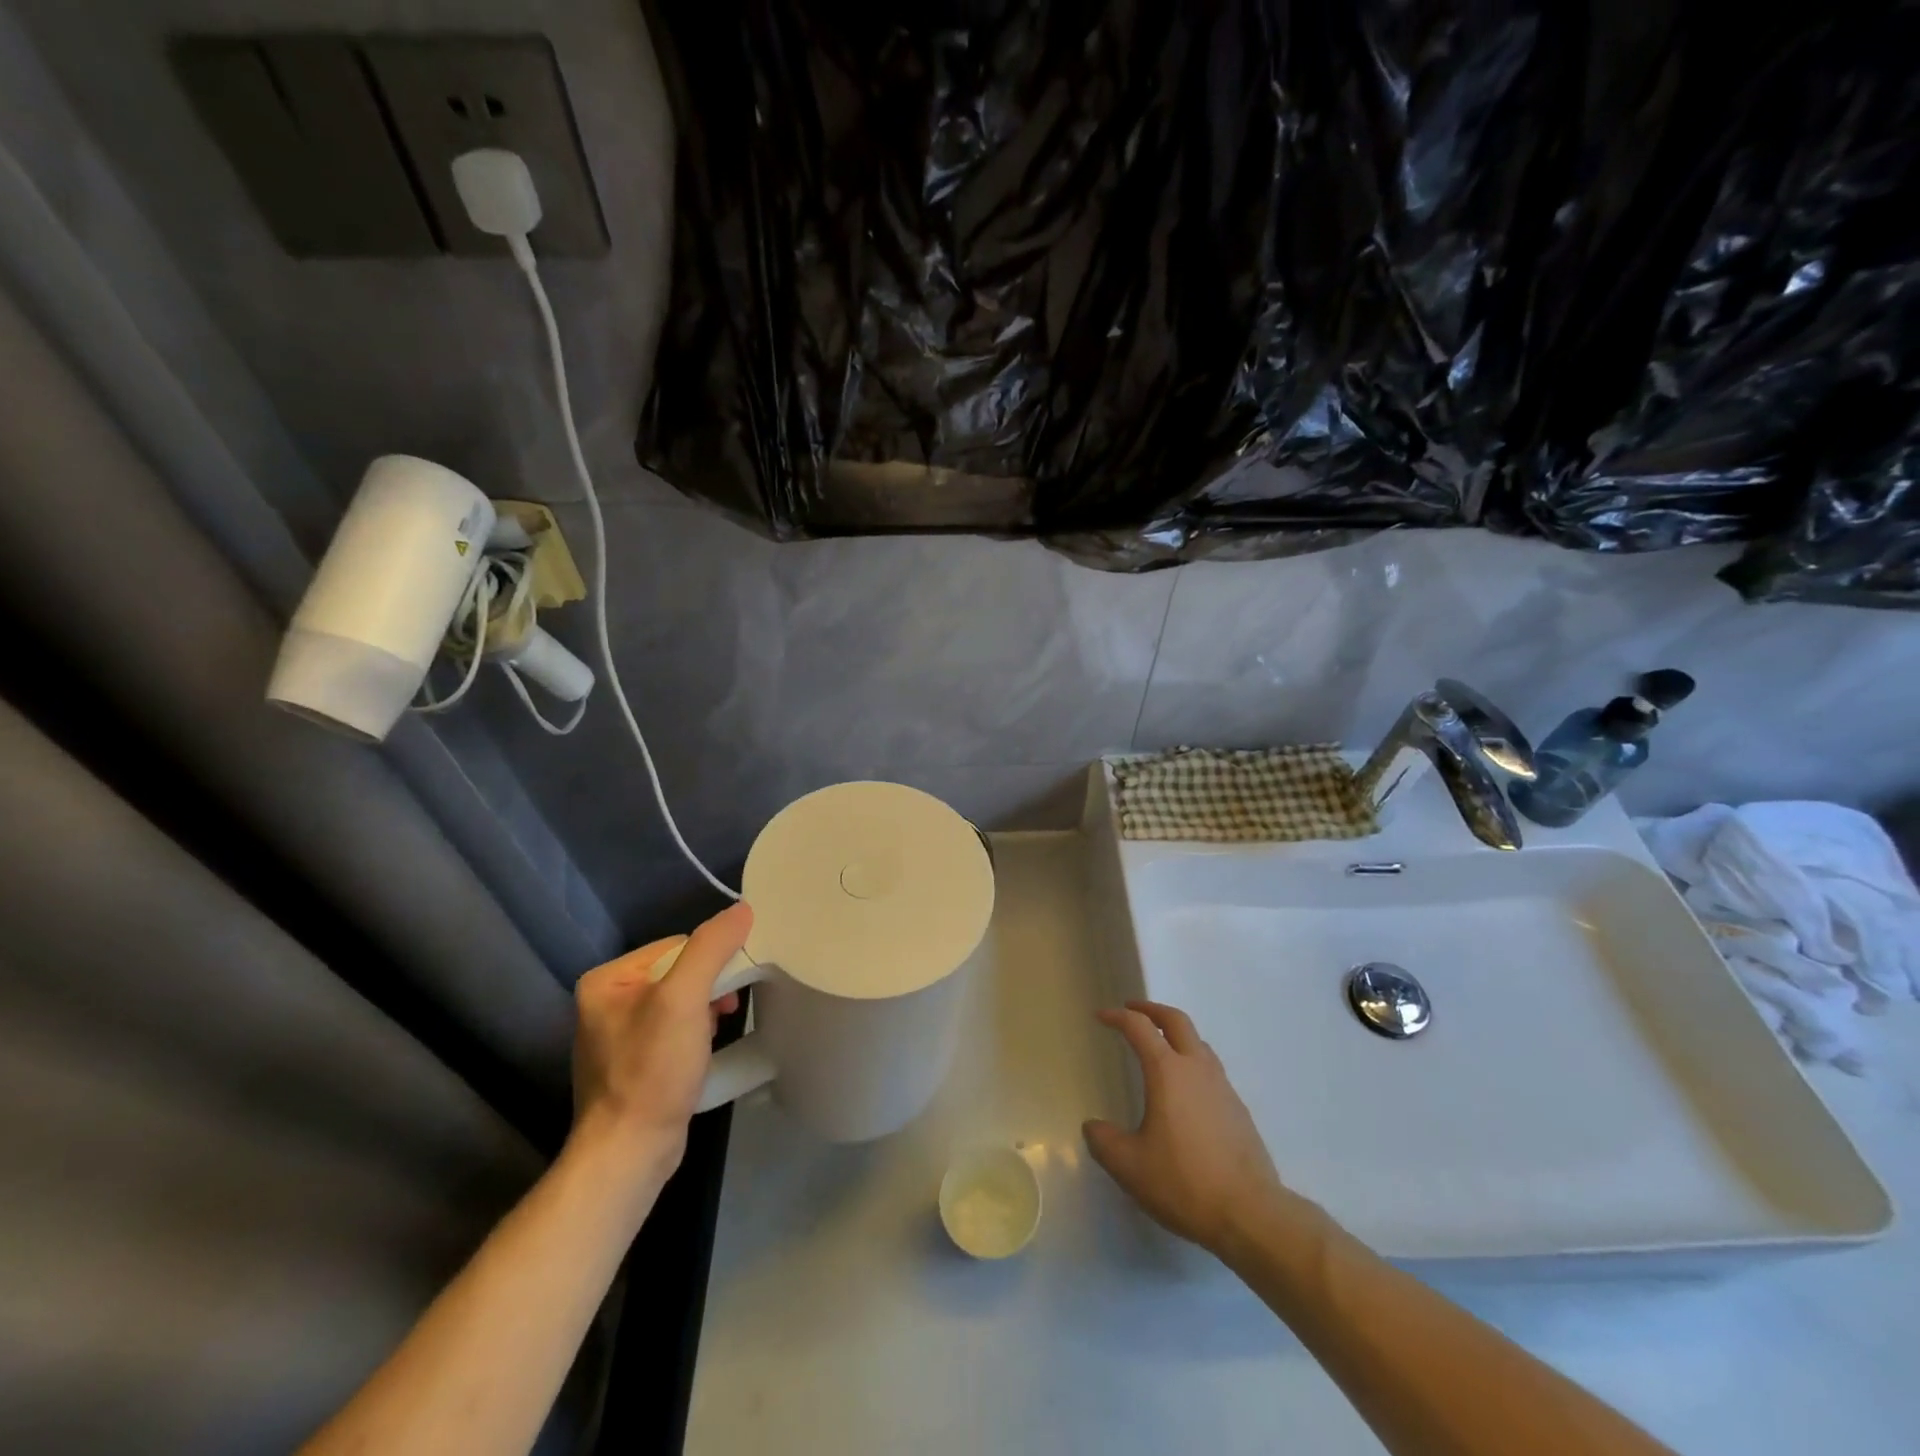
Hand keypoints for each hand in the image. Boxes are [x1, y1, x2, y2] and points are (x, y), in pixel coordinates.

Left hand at [569, 901, 751, 1181]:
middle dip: (709, 990)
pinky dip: (695, 1035)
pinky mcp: (634, 1064)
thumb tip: (742, 909)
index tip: (728, 990)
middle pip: (679, 972)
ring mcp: (618, 1036)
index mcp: (606, 980)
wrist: (631, 1153)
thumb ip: (711, 948)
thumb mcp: (684, 999)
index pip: (676, 946)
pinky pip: (674, 1030)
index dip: (710, 962)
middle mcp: (605, 1002)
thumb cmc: (652, 1071)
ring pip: (681, 1002)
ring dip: (705, 1012)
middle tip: (725, 1013)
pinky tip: (703, 1054)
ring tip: (714, 1035)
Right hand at [1083, 1000, 1294, 1255]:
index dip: (1117, 1017)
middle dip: (1152, 1010)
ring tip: (1160, 1048)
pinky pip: (1211, 1070)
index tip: (1101, 1016)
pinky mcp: (1239, 1109)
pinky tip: (1185, 1092)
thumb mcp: (1130, 1166)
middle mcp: (1197, 1068)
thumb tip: (1093, 1127)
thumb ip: (1104, 1141)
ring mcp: (1223, 1087)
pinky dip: (1192, 1063)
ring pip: (1198, 1043)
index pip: (1139, 1027)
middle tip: (1133, 1010)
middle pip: (1176, 1021)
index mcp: (1167, 1071)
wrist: (1251, 1214)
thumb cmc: (1184, 1182)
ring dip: (1176, 1035)